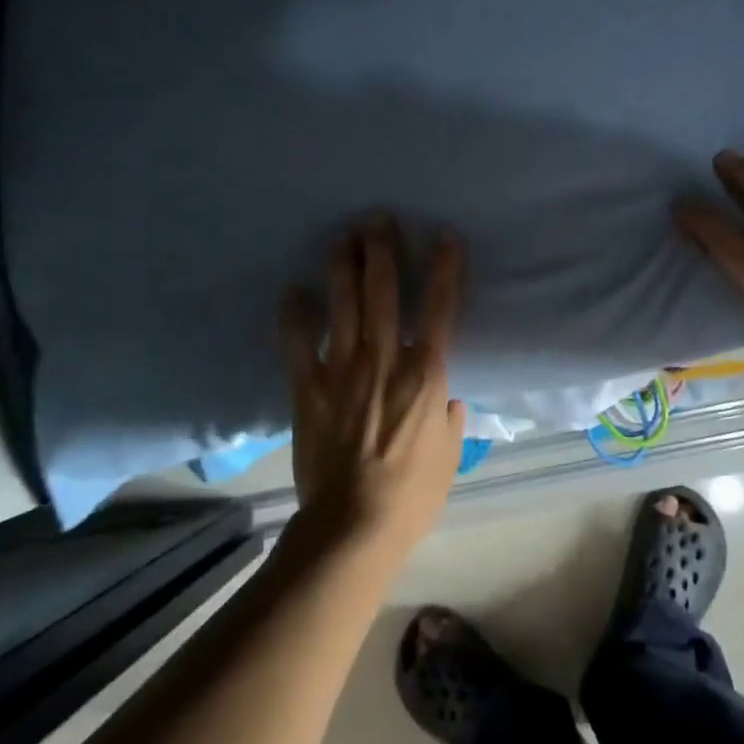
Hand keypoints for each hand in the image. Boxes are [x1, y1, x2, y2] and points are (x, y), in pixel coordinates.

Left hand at [278, 218, 467, 556]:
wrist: (353, 526)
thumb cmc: (413, 493)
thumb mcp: (450, 455)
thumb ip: (450, 418)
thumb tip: (447, 400)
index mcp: (427, 373)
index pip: (441, 308)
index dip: (445, 267)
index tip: (444, 236)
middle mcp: (386, 360)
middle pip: (385, 292)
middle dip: (382, 250)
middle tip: (377, 218)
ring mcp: (343, 371)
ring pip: (344, 306)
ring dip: (343, 267)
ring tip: (342, 236)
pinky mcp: (309, 388)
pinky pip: (298, 344)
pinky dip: (294, 316)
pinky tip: (292, 291)